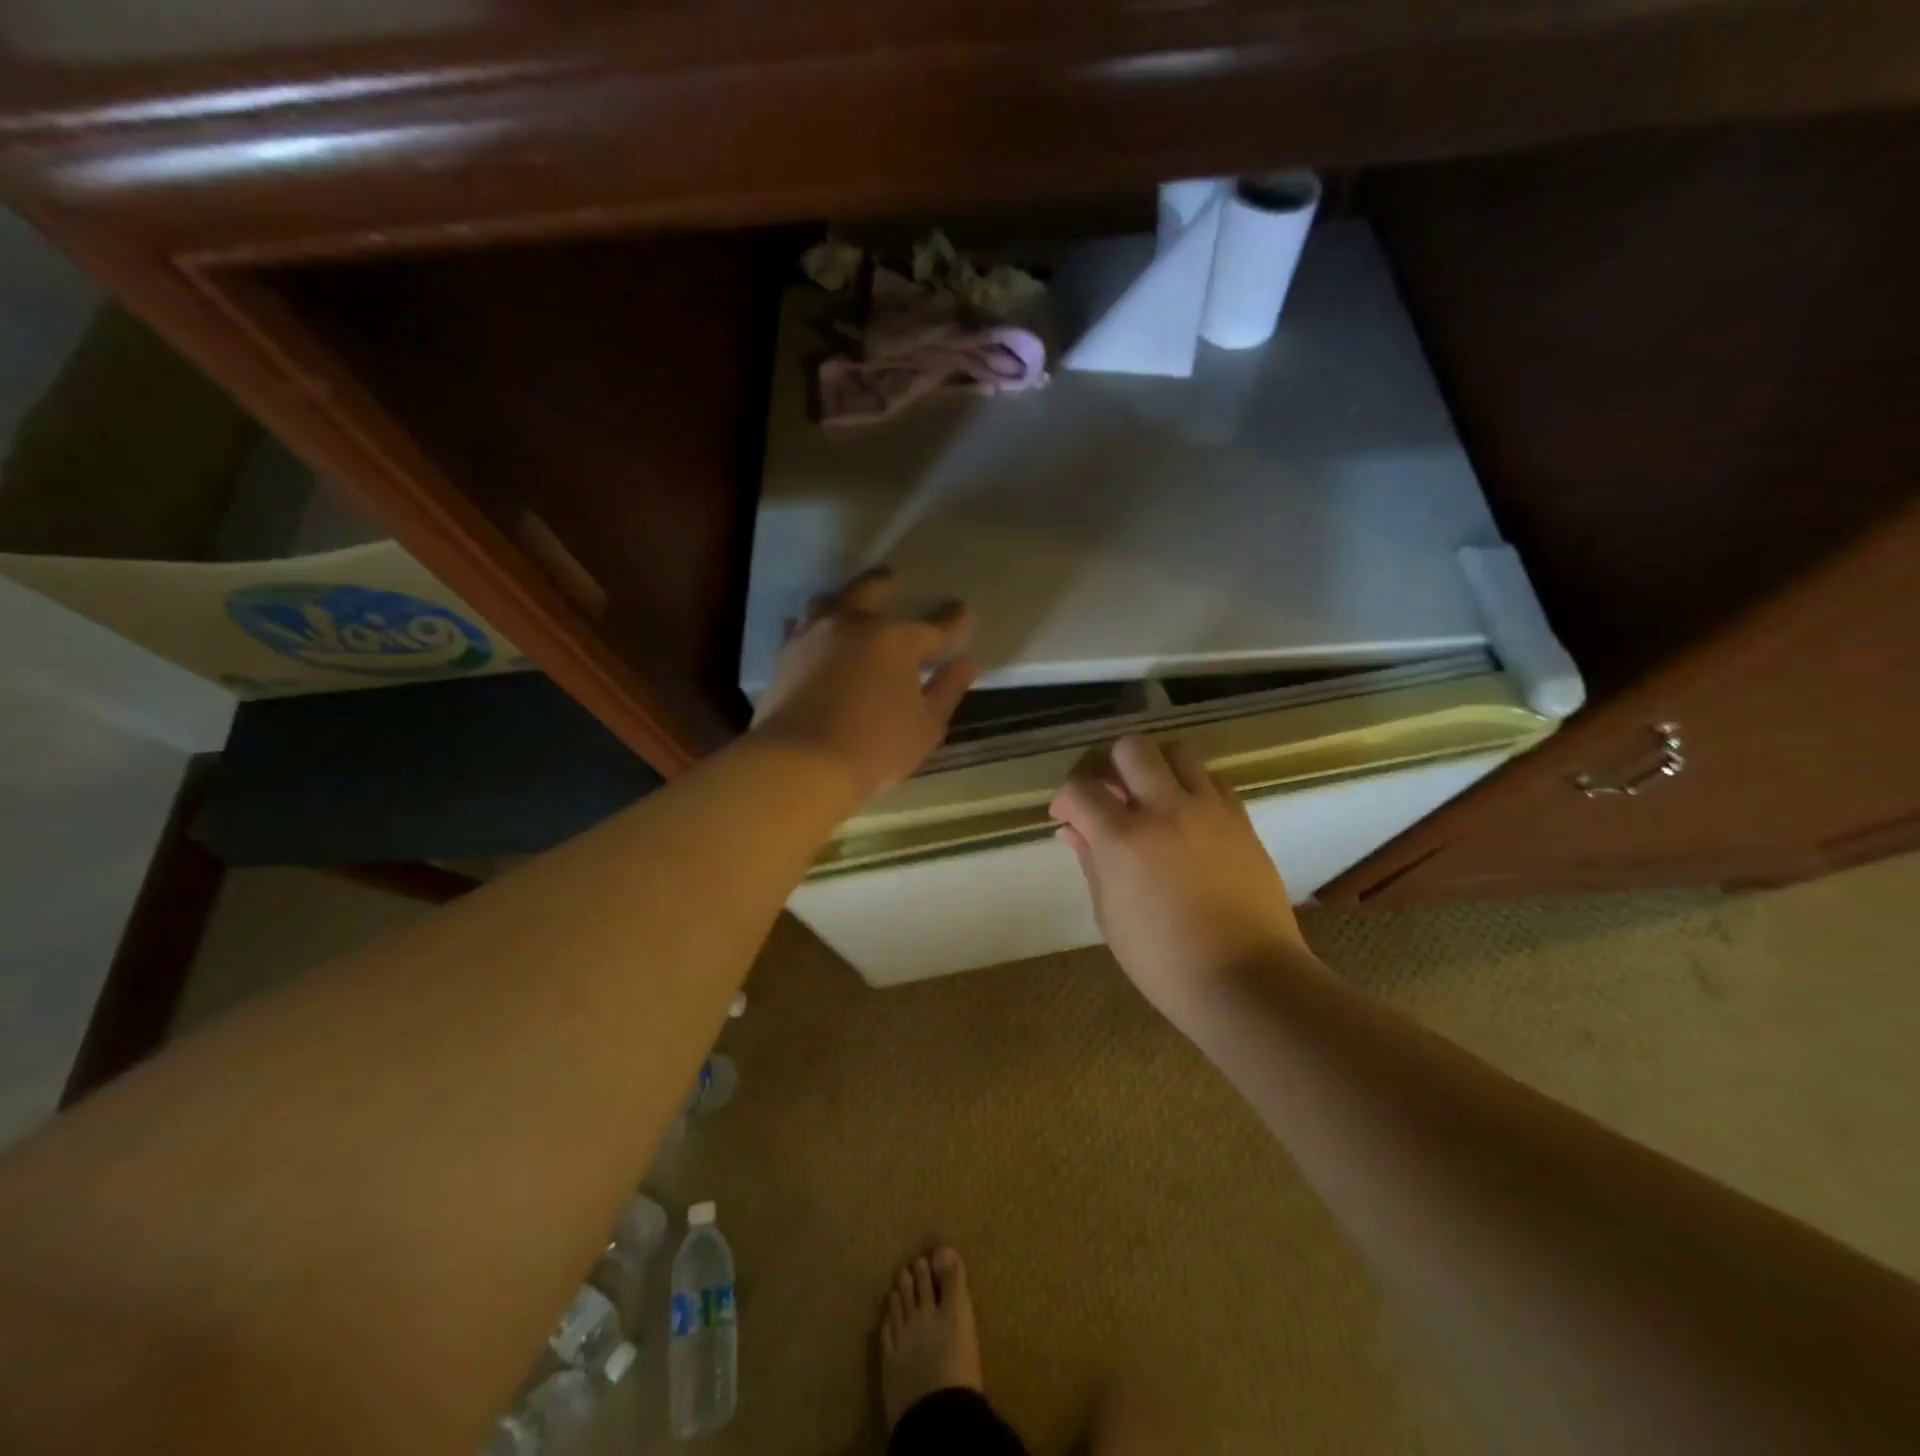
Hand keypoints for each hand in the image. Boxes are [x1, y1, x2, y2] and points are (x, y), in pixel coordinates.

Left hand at [751, 566, 979, 799]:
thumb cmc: (874, 747)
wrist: (799, 762)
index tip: (963, 610)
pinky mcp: (784, 657)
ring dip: (844, 598)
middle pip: (869, 590)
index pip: (933, 627)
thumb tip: (966, 663)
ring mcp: (812, 638)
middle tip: (892, 577)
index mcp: (894, 640)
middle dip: (885, 582)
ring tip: (849, 602)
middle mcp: (851, 625)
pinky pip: (800, 628)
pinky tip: (813, 633)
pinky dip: (813, 626)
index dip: (953, 620)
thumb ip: (947, 690)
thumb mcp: (926, 726)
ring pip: (828, 602)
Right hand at [1050, 736, 1308, 1020]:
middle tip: (1107, 794)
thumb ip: (1091, 863)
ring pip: (1177, 752)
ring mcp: (1209, 811)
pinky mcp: (1241, 820)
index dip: (1065, 797)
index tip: (1066, 817)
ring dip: (1154, 767)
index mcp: (1124, 839)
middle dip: (1109, 764)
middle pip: (1131, 748)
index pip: (1081, 788)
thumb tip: (1073, 831)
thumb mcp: (1111, 917)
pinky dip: (1192, 786)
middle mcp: (1166, 810)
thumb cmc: (1165, 962)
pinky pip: (1213, 780)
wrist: (1248, 980)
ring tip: (1149, 798)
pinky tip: (1186, 816)